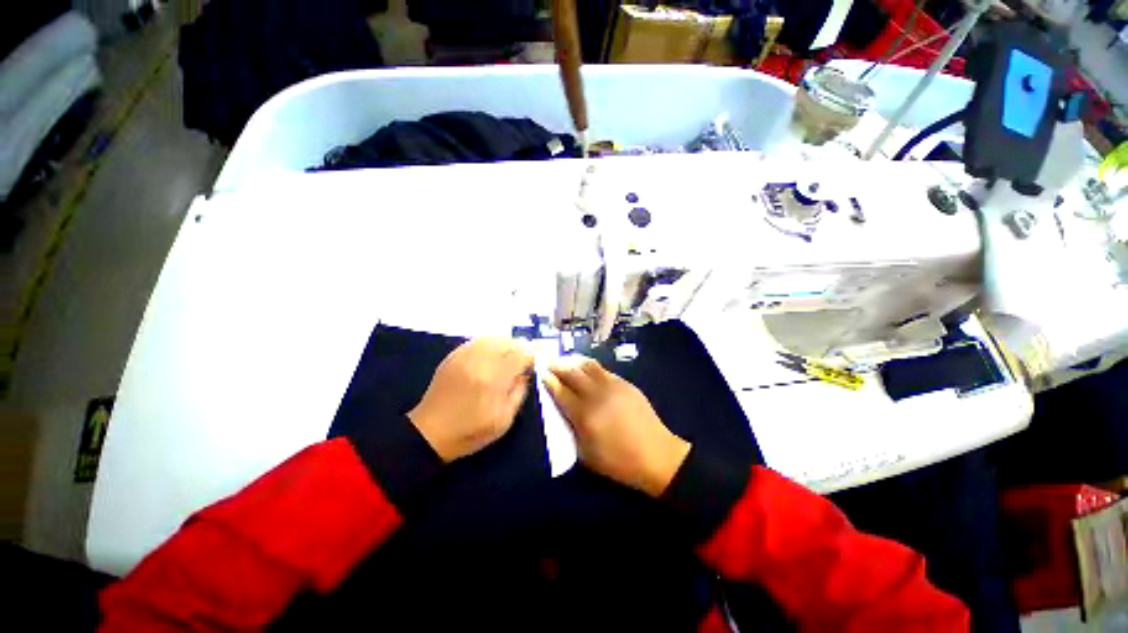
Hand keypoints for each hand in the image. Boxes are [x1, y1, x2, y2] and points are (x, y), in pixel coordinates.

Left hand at [409, 338, 533, 461]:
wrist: (430, 433)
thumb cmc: (470, 431)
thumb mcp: (504, 420)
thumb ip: (519, 392)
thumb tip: (526, 373)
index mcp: (494, 379)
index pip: (521, 355)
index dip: (533, 355)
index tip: (537, 361)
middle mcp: (480, 361)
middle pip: (508, 342)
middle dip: (521, 348)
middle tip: (525, 358)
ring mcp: (464, 356)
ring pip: (492, 338)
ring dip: (506, 344)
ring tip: (511, 355)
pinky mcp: (453, 357)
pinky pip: (477, 341)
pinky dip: (490, 344)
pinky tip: (492, 354)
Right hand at [543, 357, 690, 496]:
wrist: (656, 455)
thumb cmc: (618, 461)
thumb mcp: (586, 455)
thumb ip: (571, 430)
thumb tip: (563, 411)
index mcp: (584, 415)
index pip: (561, 391)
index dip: (549, 381)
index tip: (542, 374)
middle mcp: (597, 395)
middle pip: (572, 373)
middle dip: (558, 367)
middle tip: (549, 363)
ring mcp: (613, 386)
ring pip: (588, 366)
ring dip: (574, 363)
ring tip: (567, 363)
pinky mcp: (625, 383)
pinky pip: (603, 370)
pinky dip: (591, 368)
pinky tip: (588, 371)